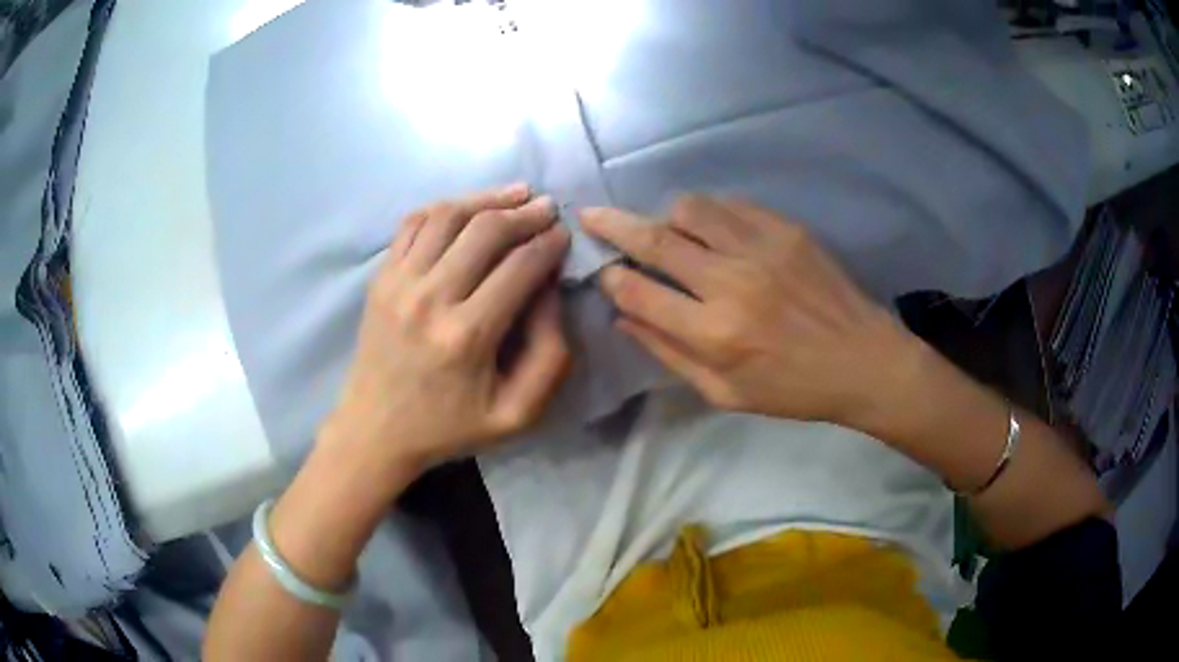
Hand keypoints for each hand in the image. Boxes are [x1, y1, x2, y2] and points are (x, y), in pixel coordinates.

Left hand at [322, 185, 571, 483]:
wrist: (375, 430)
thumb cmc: (449, 427)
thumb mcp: (518, 415)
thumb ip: (550, 356)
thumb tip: (550, 290)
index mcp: (467, 336)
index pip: (520, 266)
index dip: (550, 243)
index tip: (564, 234)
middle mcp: (429, 298)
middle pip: (485, 230)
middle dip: (525, 213)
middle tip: (548, 208)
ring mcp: (398, 283)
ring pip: (447, 215)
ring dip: (487, 198)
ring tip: (516, 195)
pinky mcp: (380, 278)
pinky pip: (412, 223)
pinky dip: (444, 207)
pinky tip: (467, 209)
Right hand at [582, 196, 917, 427]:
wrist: (863, 359)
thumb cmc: (794, 389)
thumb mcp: (725, 394)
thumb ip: (669, 355)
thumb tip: (624, 319)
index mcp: (714, 333)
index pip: (639, 293)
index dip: (613, 279)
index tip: (605, 272)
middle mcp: (731, 282)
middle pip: (655, 239)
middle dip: (613, 224)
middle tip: (590, 214)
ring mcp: (761, 248)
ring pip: (690, 209)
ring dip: (665, 216)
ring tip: (664, 229)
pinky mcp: (786, 229)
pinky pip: (731, 206)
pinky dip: (708, 214)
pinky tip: (710, 229)